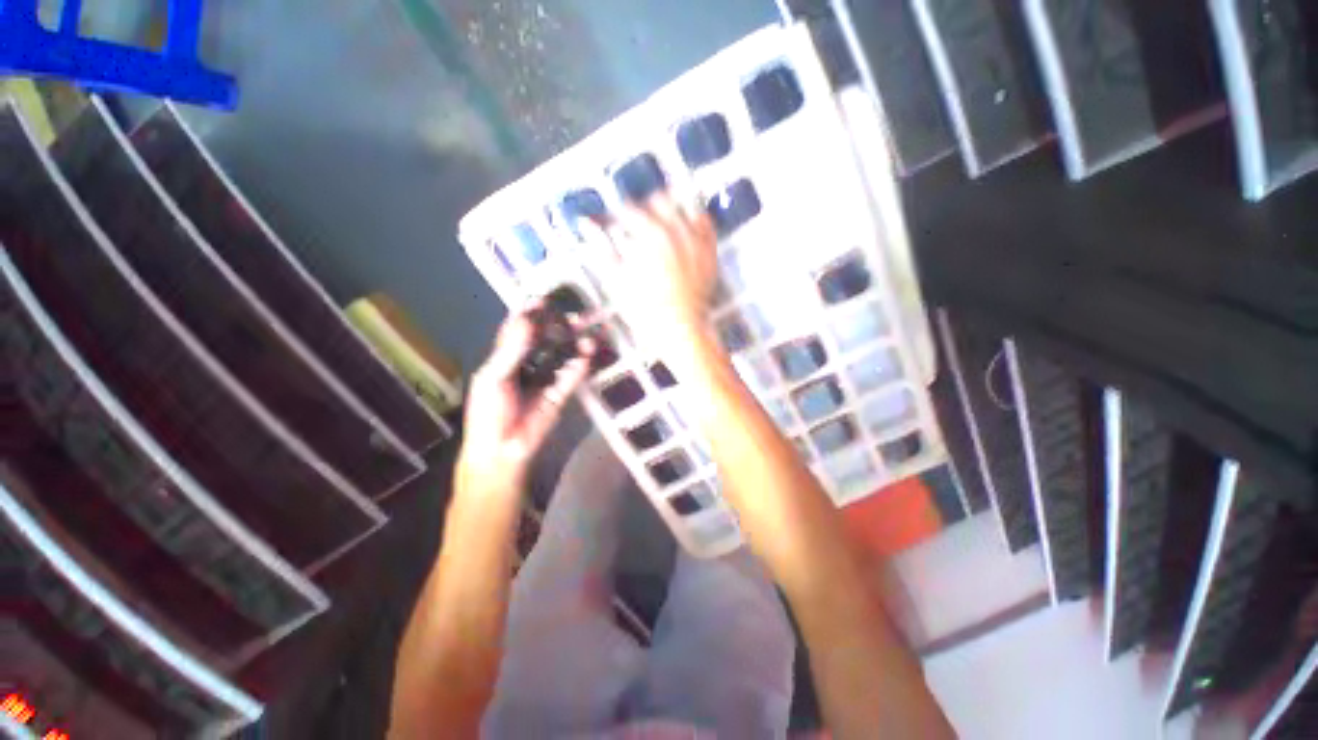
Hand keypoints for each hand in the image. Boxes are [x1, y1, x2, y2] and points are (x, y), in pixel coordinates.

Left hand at [458, 306, 592, 495]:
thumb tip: (526, 317)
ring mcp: (546, 379)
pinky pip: (573, 376)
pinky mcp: (560, 394)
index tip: (545, 299)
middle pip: (547, 340)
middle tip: (577, 315)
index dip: (531, 314)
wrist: (502, 450)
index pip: (519, 330)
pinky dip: (581, 364)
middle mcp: (528, 365)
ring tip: (590, 332)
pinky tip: (589, 353)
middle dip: (561, 327)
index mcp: (505, 359)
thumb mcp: (495, 377)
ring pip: (563, 356)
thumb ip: (512, 349)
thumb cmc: (489, 412)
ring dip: (576, 344)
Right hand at [583, 194, 719, 361]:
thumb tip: (584, 223)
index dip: (618, 217)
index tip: (614, 225)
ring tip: (662, 224)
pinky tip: (685, 228)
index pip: (629, 210)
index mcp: (649, 235)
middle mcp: (676, 230)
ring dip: (670, 209)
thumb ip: (600, 247)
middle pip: (658, 200)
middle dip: (645, 208)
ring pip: (684, 205)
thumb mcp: (616, 279)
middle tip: (638, 224)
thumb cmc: (644, 310)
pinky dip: (695, 218)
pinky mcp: (710, 251)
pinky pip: (706, 222)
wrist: (679, 330)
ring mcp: (696, 239)